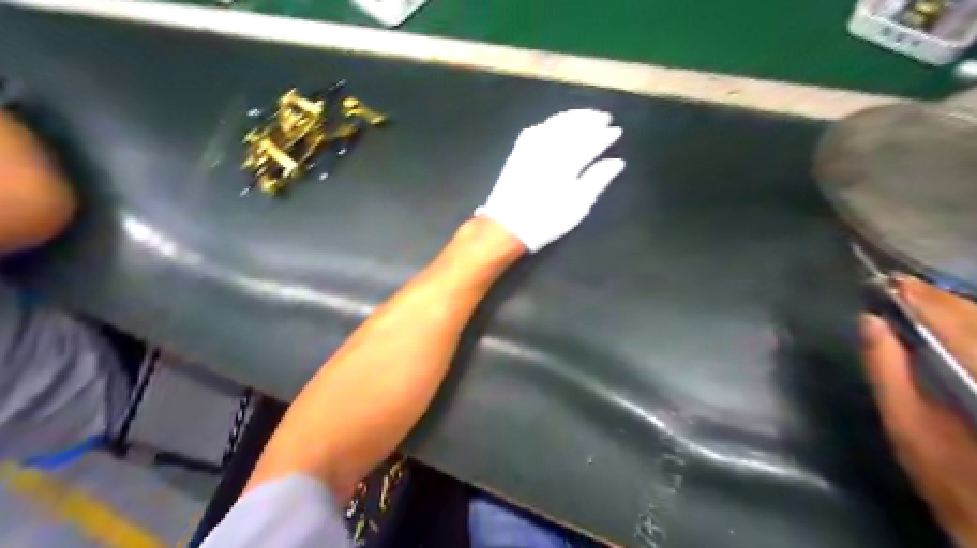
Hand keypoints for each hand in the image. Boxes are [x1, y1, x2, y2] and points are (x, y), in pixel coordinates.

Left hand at [475, 110, 626, 253]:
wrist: (507, 226)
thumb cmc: (547, 220)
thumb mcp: (578, 206)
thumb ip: (597, 180)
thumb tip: (617, 162)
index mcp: (567, 163)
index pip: (590, 142)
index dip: (604, 136)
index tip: (616, 131)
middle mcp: (550, 149)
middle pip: (573, 127)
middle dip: (590, 120)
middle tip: (605, 116)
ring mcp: (531, 148)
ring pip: (555, 123)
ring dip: (572, 117)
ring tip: (585, 115)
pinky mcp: (518, 151)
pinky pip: (537, 128)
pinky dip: (551, 122)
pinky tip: (557, 124)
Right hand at [861, 278, 976, 547]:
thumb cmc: (947, 473)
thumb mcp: (905, 422)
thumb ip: (886, 367)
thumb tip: (870, 321)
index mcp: (972, 368)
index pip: (948, 316)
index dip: (916, 295)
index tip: (885, 282)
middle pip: (974, 315)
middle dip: (934, 300)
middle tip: (893, 292)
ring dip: (952, 313)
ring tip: (914, 307)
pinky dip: (968, 331)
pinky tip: (945, 334)